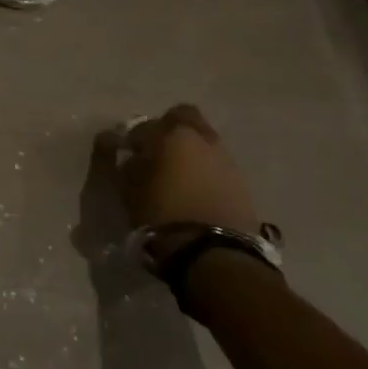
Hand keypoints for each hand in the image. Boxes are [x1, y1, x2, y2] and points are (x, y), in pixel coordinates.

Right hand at [118, 105, 263, 265]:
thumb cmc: (161, 215)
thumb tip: (129, 153)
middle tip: (156, 151)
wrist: (213, 251)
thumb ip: (126, 164)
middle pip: (184, 117)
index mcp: (171, 135)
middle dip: (168, 128)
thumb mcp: (129, 190)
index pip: (144, 126)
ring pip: (203, 140)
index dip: (133, 139)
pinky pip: (216, 163)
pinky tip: (195, 189)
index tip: (127, 154)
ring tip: (177, 175)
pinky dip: (204, 169)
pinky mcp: (241, 181)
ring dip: (190, 150)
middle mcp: (201, 138)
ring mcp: (225, 158)